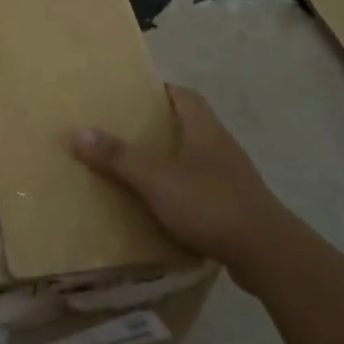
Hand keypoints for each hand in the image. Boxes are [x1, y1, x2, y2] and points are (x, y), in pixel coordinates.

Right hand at [70, 84, 291, 271]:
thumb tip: (77, 131)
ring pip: (195, 157)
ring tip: (137, 169)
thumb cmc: (210, 203)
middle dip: (158, 127)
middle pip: (188, 124)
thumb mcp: (156, 179)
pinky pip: (202, 187)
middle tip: (124, 133)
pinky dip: (182, 190)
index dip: (159, 90)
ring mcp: (231, 176)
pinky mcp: (236, 205)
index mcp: (204, 128)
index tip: (132, 96)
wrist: (267, 252)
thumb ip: (118, 156)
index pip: (183, 94)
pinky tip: (163, 206)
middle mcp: (220, 145)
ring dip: (170, 160)